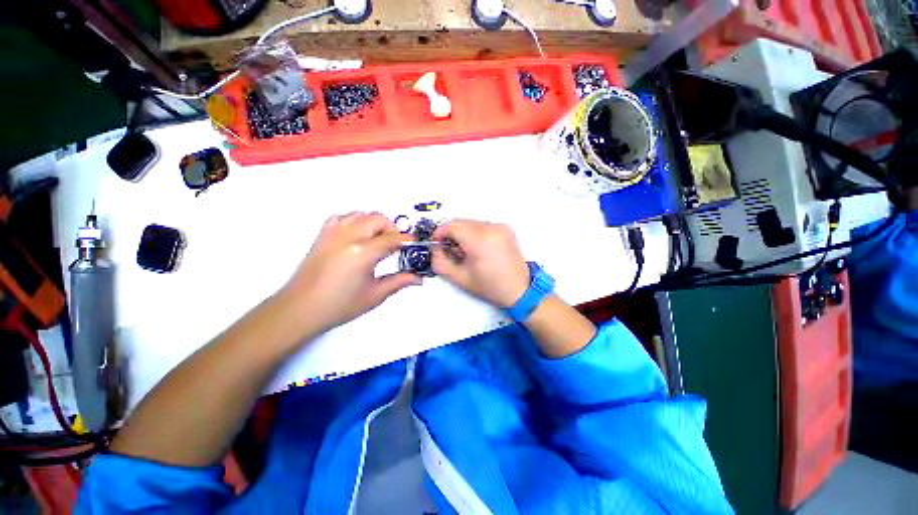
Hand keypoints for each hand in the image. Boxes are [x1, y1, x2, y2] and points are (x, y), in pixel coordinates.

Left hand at [276, 212, 420, 335]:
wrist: (300, 309)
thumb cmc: (340, 305)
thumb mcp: (375, 295)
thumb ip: (399, 282)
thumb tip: (419, 278)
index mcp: (363, 252)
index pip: (392, 238)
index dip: (407, 240)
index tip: (415, 243)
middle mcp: (348, 236)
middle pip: (378, 219)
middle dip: (391, 229)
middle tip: (394, 246)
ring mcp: (333, 234)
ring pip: (360, 214)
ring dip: (373, 223)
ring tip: (377, 240)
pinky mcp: (322, 235)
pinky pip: (341, 217)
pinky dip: (353, 221)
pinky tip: (356, 235)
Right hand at [432, 220, 530, 307]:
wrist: (520, 289)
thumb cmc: (490, 287)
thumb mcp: (460, 278)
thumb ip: (441, 262)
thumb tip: (435, 249)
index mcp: (480, 240)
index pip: (453, 226)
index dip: (440, 232)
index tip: (437, 242)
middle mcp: (492, 228)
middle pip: (462, 222)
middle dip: (452, 234)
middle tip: (451, 250)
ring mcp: (501, 227)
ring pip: (472, 223)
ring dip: (463, 233)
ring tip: (466, 252)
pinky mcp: (506, 229)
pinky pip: (483, 225)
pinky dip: (475, 233)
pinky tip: (478, 249)